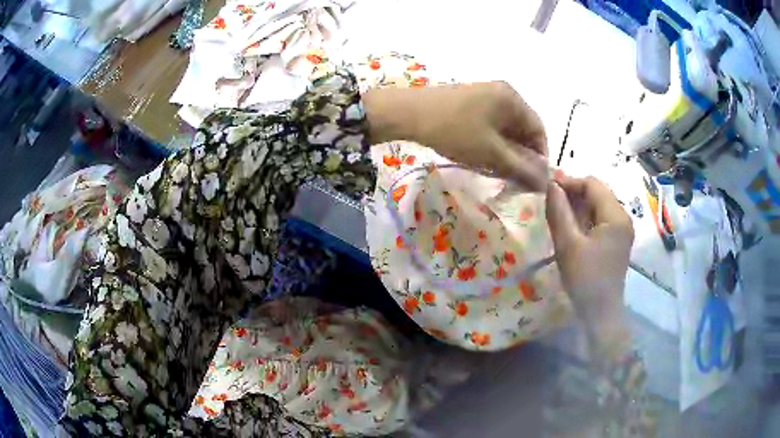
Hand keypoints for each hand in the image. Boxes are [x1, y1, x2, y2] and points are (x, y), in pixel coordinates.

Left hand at [363, 81, 548, 191]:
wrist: (408, 114)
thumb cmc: (455, 131)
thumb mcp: (492, 153)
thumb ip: (522, 167)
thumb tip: (546, 181)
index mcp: (513, 99)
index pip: (539, 130)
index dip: (540, 157)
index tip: (533, 180)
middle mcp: (503, 93)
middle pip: (522, 129)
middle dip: (521, 156)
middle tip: (513, 180)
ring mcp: (484, 95)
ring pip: (505, 129)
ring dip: (505, 152)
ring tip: (496, 172)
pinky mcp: (470, 102)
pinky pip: (490, 125)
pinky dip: (491, 144)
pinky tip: (482, 158)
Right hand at [546, 176, 634, 352]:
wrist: (600, 313)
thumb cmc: (585, 279)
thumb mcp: (567, 245)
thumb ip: (559, 212)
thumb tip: (551, 185)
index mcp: (615, 216)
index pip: (592, 184)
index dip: (570, 182)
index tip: (548, 188)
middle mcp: (623, 218)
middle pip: (598, 192)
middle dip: (574, 193)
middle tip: (551, 201)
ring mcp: (623, 230)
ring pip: (599, 205)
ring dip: (579, 205)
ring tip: (559, 213)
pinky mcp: (618, 241)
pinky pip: (601, 219)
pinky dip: (586, 217)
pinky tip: (572, 227)